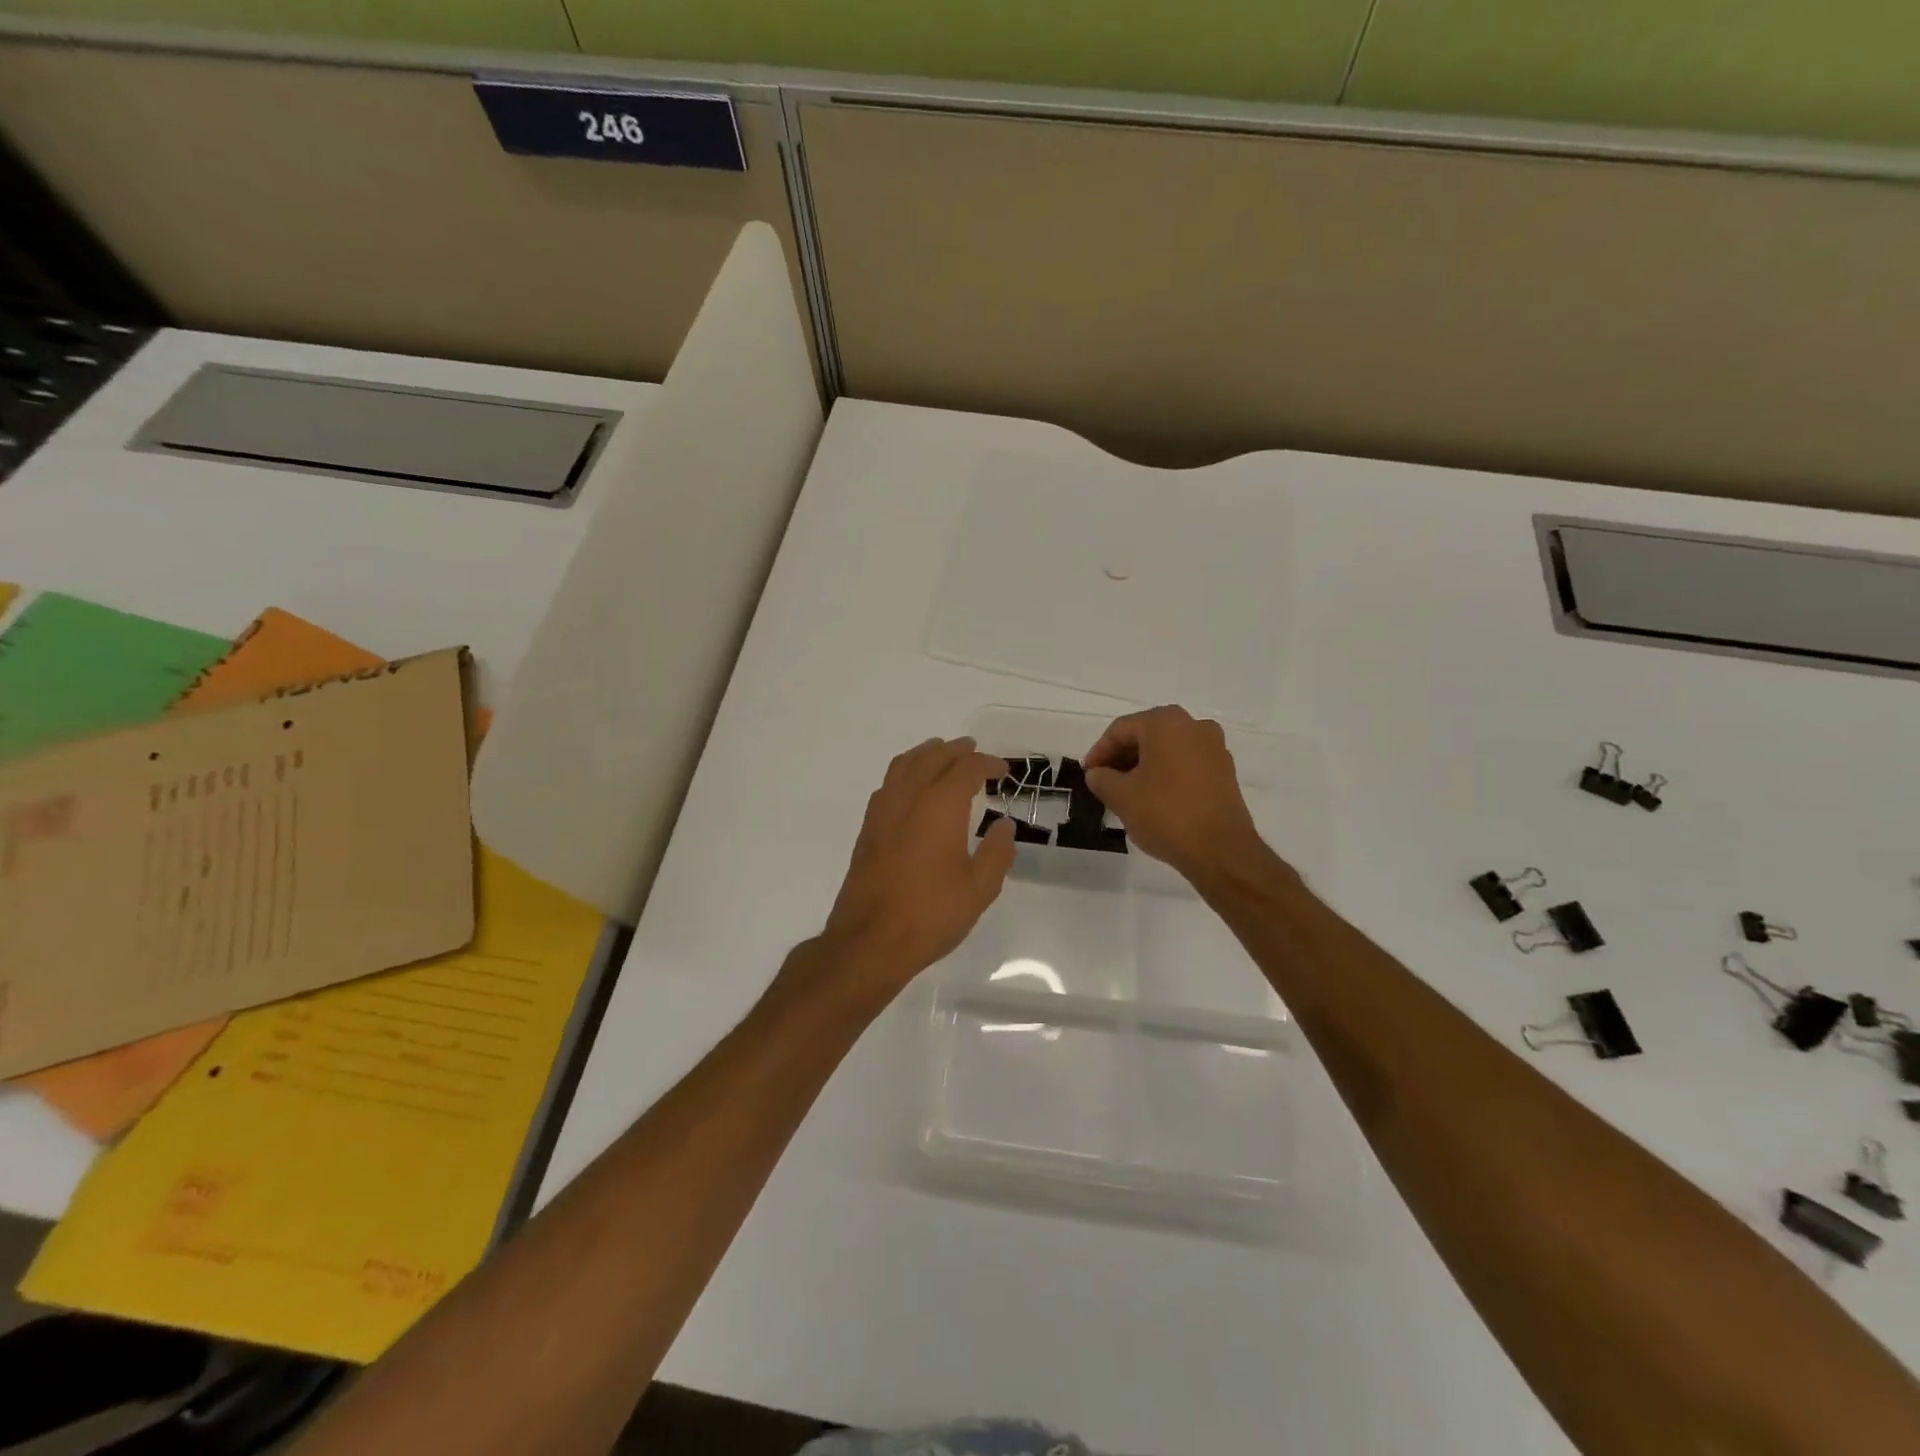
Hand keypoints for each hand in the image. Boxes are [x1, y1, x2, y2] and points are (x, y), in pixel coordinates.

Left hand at [817, 737, 1016, 1004]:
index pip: (966, 769)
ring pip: (904, 765)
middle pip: (932, 757)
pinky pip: (889, 784)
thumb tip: (1004, 825)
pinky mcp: (868, 828)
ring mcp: (883, 811)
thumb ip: (997, 852)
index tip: (1003, 771)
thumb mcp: (979, 889)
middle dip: (956, 751)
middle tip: (973, 751)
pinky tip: (913, 788)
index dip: (987, 764)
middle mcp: (909, 798)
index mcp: (940, 805)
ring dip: (926, 754)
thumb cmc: (931, 914)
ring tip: (941, 755)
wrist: (869, 940)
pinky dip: (906, 772)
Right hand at [1083, 706, 1270, 885]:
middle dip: (1122, 757)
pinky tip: (1154, 798)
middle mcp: (1193, 726)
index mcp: (1166, 723)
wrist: (1220, 850)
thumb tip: (1098, 774)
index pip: (1121, 730)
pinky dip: (1166, 774)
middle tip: (1104, 781)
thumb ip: (1101, 779)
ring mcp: (1214, 748)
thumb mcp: (1120, 796)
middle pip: (1146, 735)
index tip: (1088, 774)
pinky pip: (1186, 764)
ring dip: (1144, 766)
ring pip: (1167, 749)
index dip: (1099, 752)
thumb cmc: (1165, 814)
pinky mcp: (1225, 771)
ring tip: (1126, 792)